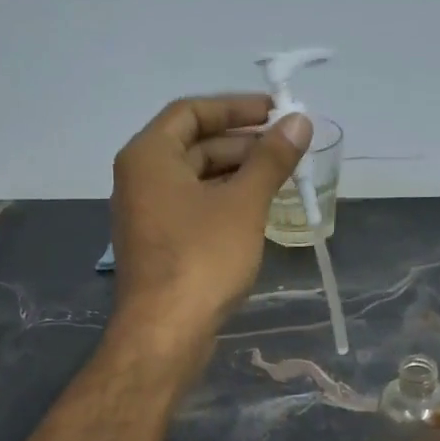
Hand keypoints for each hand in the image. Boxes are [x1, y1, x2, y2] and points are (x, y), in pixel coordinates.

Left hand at [109, 94, 311, 352]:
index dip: (235, 107)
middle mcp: (139, 179)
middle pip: (193, 145)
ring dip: (236, 175)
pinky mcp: (158, 246)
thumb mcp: (243, 204)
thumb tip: (299, 121)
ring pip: (195, 180)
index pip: (191, 111)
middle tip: (287, 149)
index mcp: (148, 156)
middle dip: (242, 144)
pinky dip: (223, 202)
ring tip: (281, 179)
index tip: (276, 113)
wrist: (165, 332)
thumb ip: (271, 159)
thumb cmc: (202, 258)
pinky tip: (256, 212)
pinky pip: (192, 208)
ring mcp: (146, 215)